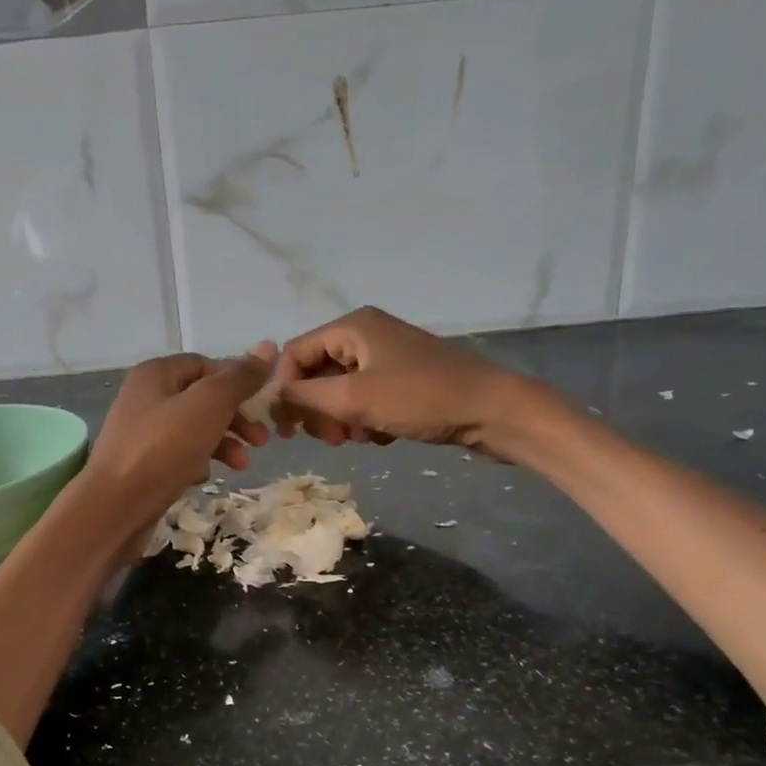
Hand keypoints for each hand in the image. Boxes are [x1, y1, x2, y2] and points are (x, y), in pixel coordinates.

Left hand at [81, 343, 275, 529]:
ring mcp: (141, 433)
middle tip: (262, 440)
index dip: (238, 381)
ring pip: (194, 429)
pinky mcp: (142, 464)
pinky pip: (178, 455)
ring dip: (223, 443)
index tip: (263, 405)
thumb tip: (268, 347)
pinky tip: (204, 477)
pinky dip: (197, 462)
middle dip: (235, 418)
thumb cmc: (163, 448)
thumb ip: (239, 378)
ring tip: (241, 465)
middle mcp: (145, 397)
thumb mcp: (209, 406)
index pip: (207, 365)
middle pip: (202, 399)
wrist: (115, 507)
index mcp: (156, 373)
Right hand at [274, 307, 531, 457]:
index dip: (285, 389)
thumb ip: (305, 397)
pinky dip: (364, 420)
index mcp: (352, 327)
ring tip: (358, 438)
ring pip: (340, 392)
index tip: (288, 428)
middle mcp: (366, 335)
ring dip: (340, 419)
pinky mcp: (403, 381)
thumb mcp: (355, 398)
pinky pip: (365, 400)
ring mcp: (386, 358)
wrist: (492, 411)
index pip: (294, 353)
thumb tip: (273, 398)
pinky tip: (379, 435)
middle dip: (316, 409)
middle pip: (316, 373)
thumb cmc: (421, 398)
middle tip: (330, 439)